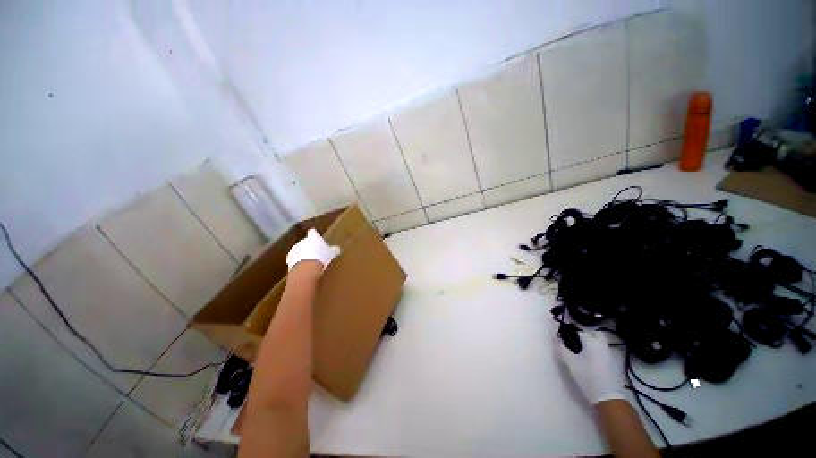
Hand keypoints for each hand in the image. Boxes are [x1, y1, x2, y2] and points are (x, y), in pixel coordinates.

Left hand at [286, 228, 340, 271]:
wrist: (306, 269)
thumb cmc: (321, 257)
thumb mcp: (332, 253)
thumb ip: (334, 250)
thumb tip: (337, 249)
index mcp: (313, 237)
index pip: (313, 232)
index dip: (314, 235)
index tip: (317, 238)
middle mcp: (302, 240)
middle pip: (306, 241)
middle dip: (310, 246)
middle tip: (317, 253)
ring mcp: (294, 249)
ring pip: (299, 250)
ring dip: (303, 254)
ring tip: (310, 261)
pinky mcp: (289, 259)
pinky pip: (294, 258)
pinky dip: (298, 261)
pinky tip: (304, 267)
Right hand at [555, 330, 625, 404]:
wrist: (608, 397)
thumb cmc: (588, 376)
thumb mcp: (571, 363)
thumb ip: (562, 349)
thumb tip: (556, 339)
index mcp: (592, 342)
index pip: (580, 331)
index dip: (571, 334)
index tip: (565, 339)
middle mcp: (603, 345)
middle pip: (595, 334)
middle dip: (586, 336)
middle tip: (576, 343)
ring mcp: (610, 355)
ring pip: (600, 343)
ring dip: (591, 344)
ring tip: (581, 353)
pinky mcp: (613, 364)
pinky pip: (603, 352)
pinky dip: (596, 352)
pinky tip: (590, 362)